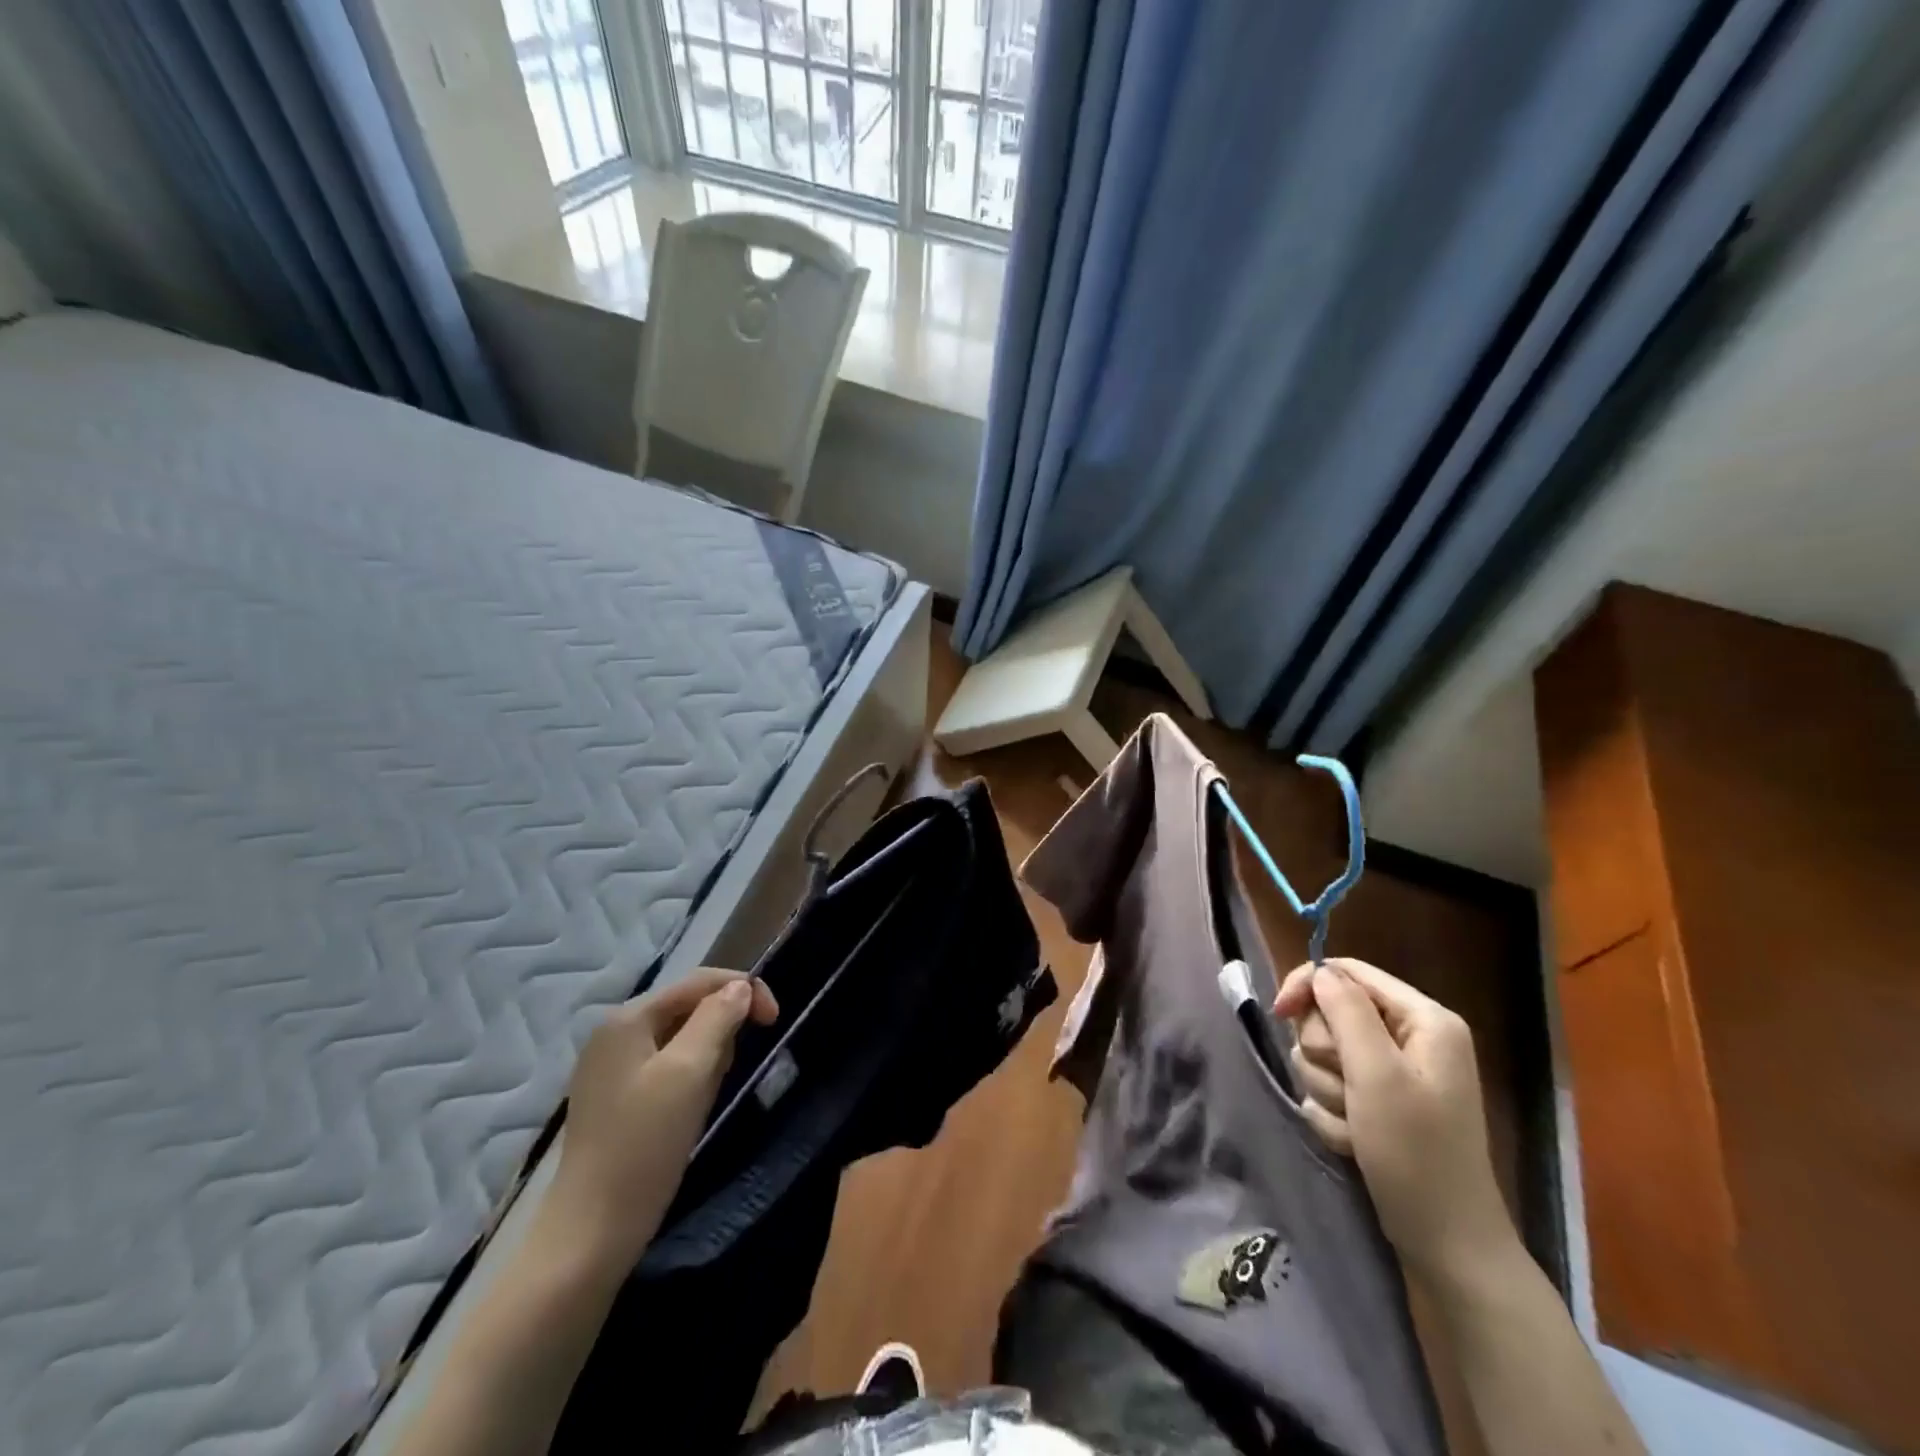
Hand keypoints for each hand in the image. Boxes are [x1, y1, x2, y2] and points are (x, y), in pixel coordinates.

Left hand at [549, 967, 777, 1266]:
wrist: (591, 1233)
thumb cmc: (645, 1145)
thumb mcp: (690, 1072)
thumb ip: (717, 1019)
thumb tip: (740, 988)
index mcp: (628, 1018)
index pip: (699, 981)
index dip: (743, 990)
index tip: (775, 1021)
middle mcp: (615, 1033)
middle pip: (688, 1006)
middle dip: (721, 1029)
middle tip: (730, 1070)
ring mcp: (611, 1067)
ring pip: (680, 1038)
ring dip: (707, 1056)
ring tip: (706, 1096)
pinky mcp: (615, 1098)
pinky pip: (666, 1067)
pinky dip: (689, 1078)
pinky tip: (688, 1110)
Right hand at [1273, 958, 1511, 1282]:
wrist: (1445, 1243)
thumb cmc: (1415, 1153)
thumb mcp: (1377, 1075)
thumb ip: (1345, 1012)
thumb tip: (1319, 971)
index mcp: (1424, 1019)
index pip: (1347, 972)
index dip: (1308, 986)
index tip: (1278, 1012)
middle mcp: (1410, 1037)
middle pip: (1330, 1013)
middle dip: (1325, 1053)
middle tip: (1346, 1089)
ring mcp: (1394, 1072)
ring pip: (1324, 1052)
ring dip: (1327, 1088)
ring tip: (1355, 1123)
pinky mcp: (1378, 1101)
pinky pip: (1330, 1085)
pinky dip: (1333, 1112)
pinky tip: (1354, 1139)